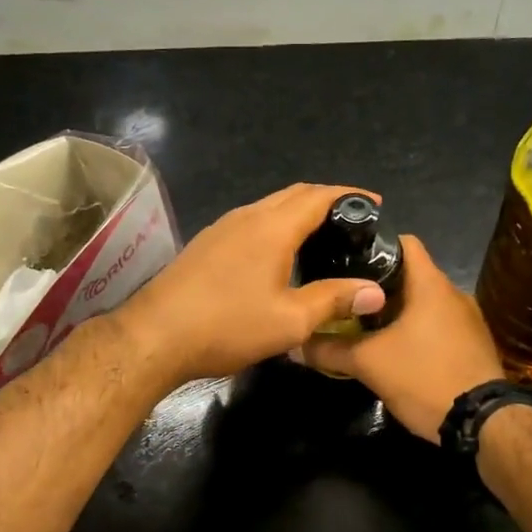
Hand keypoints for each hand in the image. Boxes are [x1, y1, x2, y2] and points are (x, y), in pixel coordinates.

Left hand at [119, 183, 388, 387]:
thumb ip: (334, 300)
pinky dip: (276, 226)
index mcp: (272, 227)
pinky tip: (281, 255)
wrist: (155, 336)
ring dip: (299, 213)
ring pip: (270, 208)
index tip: (376, 205)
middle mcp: (247, 217)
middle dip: (327, 201)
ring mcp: (222, 228)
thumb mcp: (290, 320)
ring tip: (323, 237)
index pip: (319, 196)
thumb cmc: (228, 325)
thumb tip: (375, 291)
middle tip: (354, 223)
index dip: (351, 196)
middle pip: (294, 195)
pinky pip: (251, 222)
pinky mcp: (206, 244)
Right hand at [302, 236, 504, 440]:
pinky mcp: (472, 343)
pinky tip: (395, 348)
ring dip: (396, 310)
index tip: (345, 258)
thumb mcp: (369, 364)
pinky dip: (415, 329)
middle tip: (344, 297)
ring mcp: (467, 319)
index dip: (373, 244)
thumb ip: (329, 350)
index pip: (403, 241)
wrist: (482, 423)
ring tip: (363, 324)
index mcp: (431, 284)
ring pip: (423, 302)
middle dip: (376, 284)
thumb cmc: (425, 377)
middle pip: (410, 274)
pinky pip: (437, 324)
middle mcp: (453, 293)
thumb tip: (295, 344)